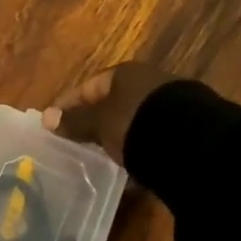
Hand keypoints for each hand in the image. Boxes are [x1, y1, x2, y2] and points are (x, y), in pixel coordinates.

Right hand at [41, 61, 179, 165]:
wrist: (195, 144)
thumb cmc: (137, 124)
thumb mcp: (100, 123)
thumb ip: (75, 121)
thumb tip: (45, 118)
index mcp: (125, 73)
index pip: (89, 87)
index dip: (69, 104)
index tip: (53, 122)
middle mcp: (149, 82)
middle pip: (114, 101)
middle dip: (96, 120)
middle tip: (77, 141)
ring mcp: (172, 104)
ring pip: (135, 119)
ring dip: (120, 135)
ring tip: (103, 157)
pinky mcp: (189, 129)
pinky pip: (153, 137)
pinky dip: (141, 148)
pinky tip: (134, 167)